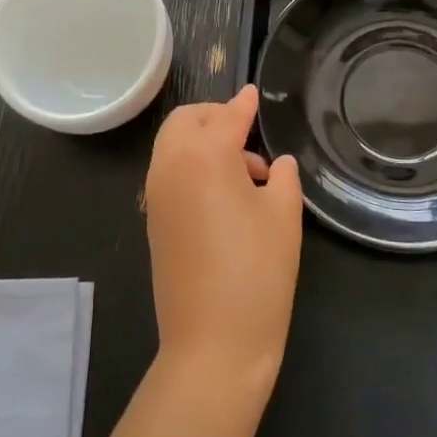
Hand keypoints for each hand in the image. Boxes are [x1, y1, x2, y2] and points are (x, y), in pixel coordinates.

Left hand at [143, 85, 303, 387]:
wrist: (213, 343)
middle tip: (248, 131)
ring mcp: (156, 194)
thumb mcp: (283, 216)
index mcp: (204, 155)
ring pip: (173, 145)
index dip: (244, 103)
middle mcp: (171, 165)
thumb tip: (275, 163)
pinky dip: (192, 165)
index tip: (255, 93)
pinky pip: (169, 173)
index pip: (227, 116)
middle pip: (186, 121)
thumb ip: (281, 176)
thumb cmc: (258, 272)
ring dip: (203, 141)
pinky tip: (225, 194)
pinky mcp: (153, 220)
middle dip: (215, 116)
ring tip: (247, 171)